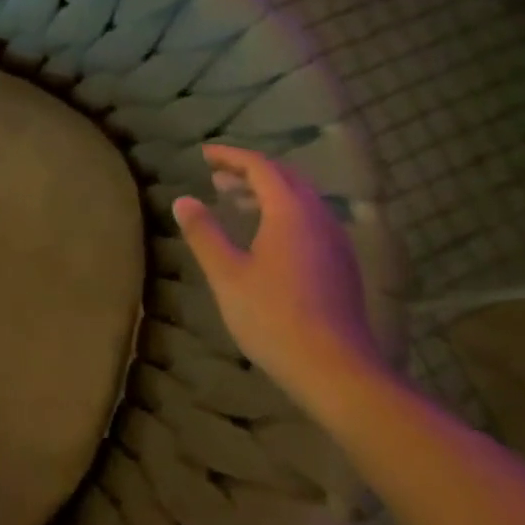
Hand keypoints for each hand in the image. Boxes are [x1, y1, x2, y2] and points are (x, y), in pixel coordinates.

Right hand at [172, 145, 385, 409]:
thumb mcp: (227, 274)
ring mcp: (335, 241)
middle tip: (217, 177)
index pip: (261, 167)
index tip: (205, 155)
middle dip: (251, 172)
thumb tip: (183, 200)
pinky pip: (310, 221)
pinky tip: (267, 237)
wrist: (334, 369)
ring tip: (237, 202)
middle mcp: (319, 217)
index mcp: (291, 212)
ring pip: (301, 200)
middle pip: (286, 178)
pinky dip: (284, 214)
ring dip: (268, 193)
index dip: (232, 156)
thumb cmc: (273, 317)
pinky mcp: (341, 264)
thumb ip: (204, 233)